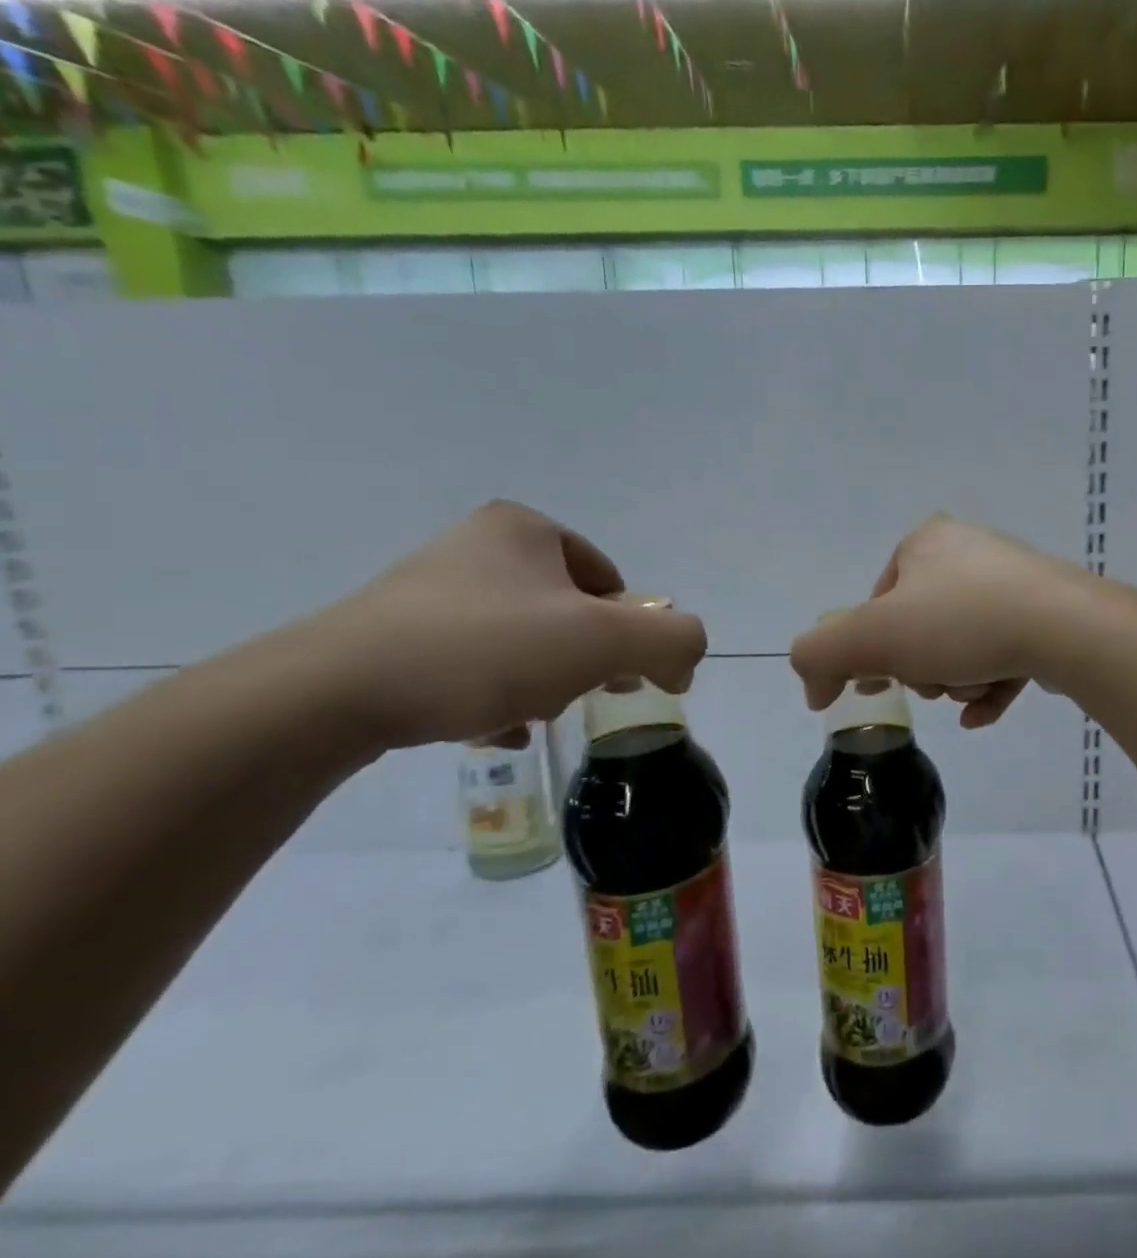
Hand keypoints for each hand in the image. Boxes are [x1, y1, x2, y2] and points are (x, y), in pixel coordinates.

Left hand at [305, 500, 706, 750]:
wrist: (330, 694)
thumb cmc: (485, 649)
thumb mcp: (605, 641)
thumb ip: (673, 640)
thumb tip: (685, 659)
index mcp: (526, 529)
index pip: (610, 582)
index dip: (626, 633)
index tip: (618, 677)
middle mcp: (477, 547)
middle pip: (568, 614)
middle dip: (582, 661)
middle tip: (572, 697)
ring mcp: (430, 590)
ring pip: (523, 643)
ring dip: (542, 684)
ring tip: (523, 716)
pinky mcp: (392, 634)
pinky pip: (474, 663)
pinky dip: (494, 695)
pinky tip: (486, 727)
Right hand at [789, 515, 1088, 728]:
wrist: (1062, 627)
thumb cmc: (959, 622)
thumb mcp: (870, 637)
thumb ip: (820, 654)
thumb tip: (815, 686)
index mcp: (926, 541)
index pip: (876, 603)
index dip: (870, 648)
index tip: (879, 681)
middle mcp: (970, 551)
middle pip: (920, 628)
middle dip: (922, 668)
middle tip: (935, 680)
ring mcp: (1014, 581)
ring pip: (963, 646)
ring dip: (958, 680)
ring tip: (974, 688)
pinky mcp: (1048, 613)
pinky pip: (1004, 656)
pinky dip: (990, 687)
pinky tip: (984, 712)